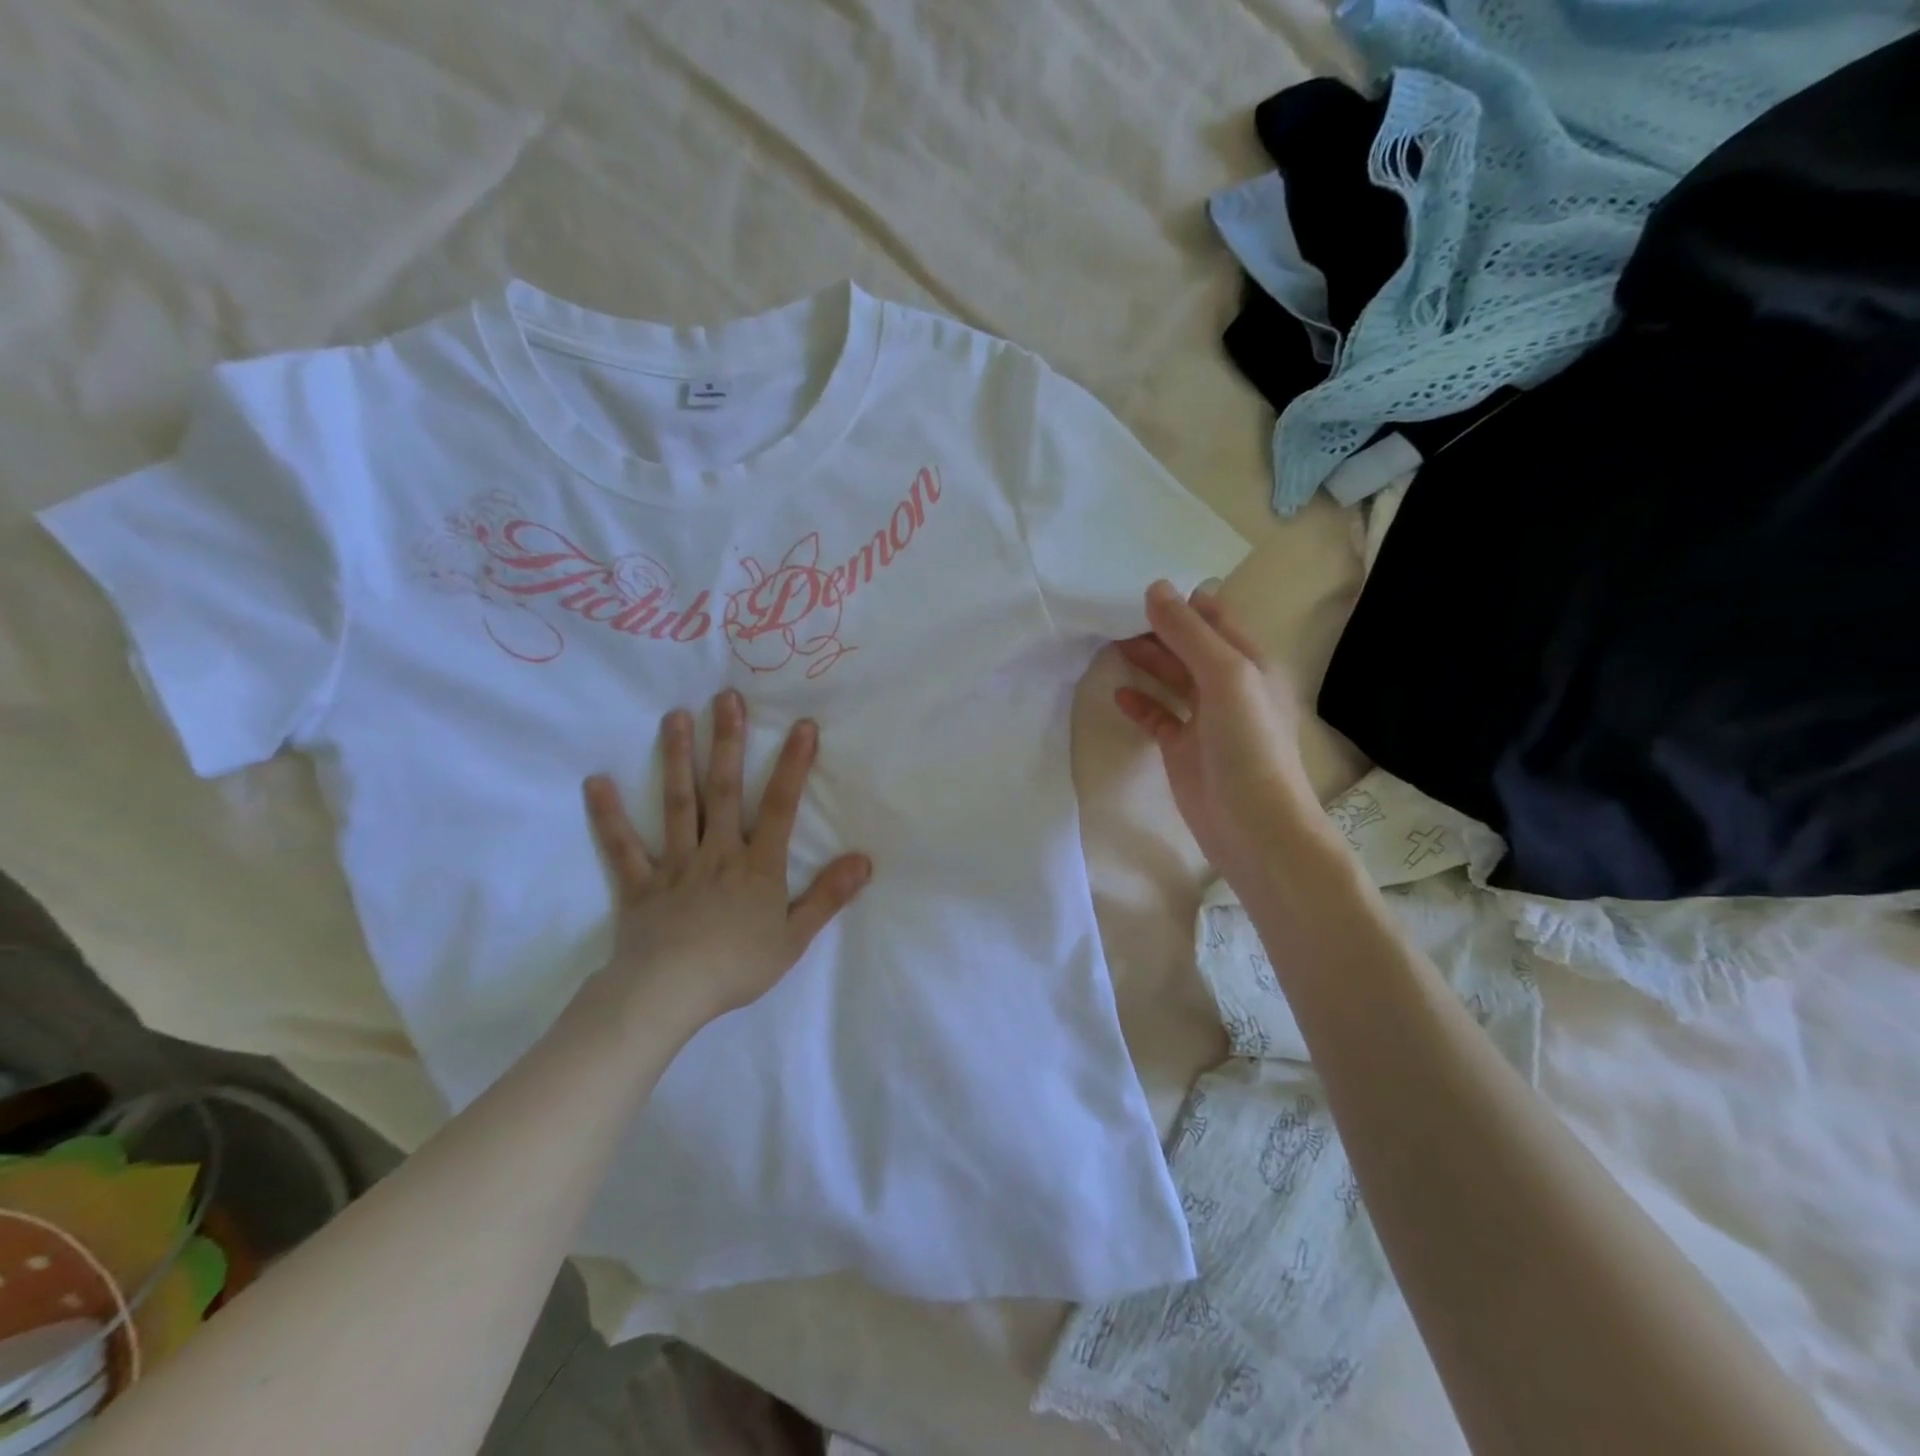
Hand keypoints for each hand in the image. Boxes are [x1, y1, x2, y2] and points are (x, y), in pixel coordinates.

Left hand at [581, 689, 871, 1032]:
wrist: (667, 996)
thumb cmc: (736, 967)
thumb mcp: (794, 937)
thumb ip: (828, 896)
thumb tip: (864, 859)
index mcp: (756, 866)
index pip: (780, 806)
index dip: (792, 765)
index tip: (802, 726)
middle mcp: (717, 853)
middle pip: (723, 790)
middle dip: (727, 743)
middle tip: (726, 698)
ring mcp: (674, 864)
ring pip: (677, 805)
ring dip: (676, 759)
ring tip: (676, 717)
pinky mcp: (638, 884)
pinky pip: (622, 846)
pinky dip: (609, 816)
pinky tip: (597, 782)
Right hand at [1114, 580, 1320, 883]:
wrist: (1253, 826)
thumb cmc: (1248, 744)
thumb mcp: (1225, 676)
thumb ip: (1189, 633)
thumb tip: (1154, 588)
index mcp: (1249, 662)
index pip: (1213, 619)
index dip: (1181, 603)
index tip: (1138, 587)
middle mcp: (1228, 686)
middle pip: (1188, 646)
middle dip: (1156, 629)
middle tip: (1112, 614)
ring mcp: (1204, 719)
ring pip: (1171, 678)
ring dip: (1145, 661)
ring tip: (1108, 643)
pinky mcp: (1182, 748)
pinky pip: (1158, 716)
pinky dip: (1140, 703)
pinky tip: (1118, 693)